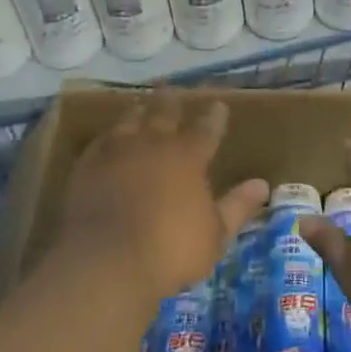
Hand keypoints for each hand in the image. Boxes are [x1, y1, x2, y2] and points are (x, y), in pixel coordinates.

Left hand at [52, 88, 268, 310]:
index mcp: (188, 156)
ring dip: (139, 111)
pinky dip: (109, 137)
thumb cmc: (170, 250)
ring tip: (141, 105)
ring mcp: (117, 151)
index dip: (214, 116)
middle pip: (164, 111)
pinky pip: (101, 141)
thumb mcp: (215, 234)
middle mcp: (154, 143)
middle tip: (172, 89)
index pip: (206, 128)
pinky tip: (109, 139)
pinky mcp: (88, 165)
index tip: (219, 105)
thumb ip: (237, 206)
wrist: (106, 262)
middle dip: (171, 100)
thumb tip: (262, 184)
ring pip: (130, 119)